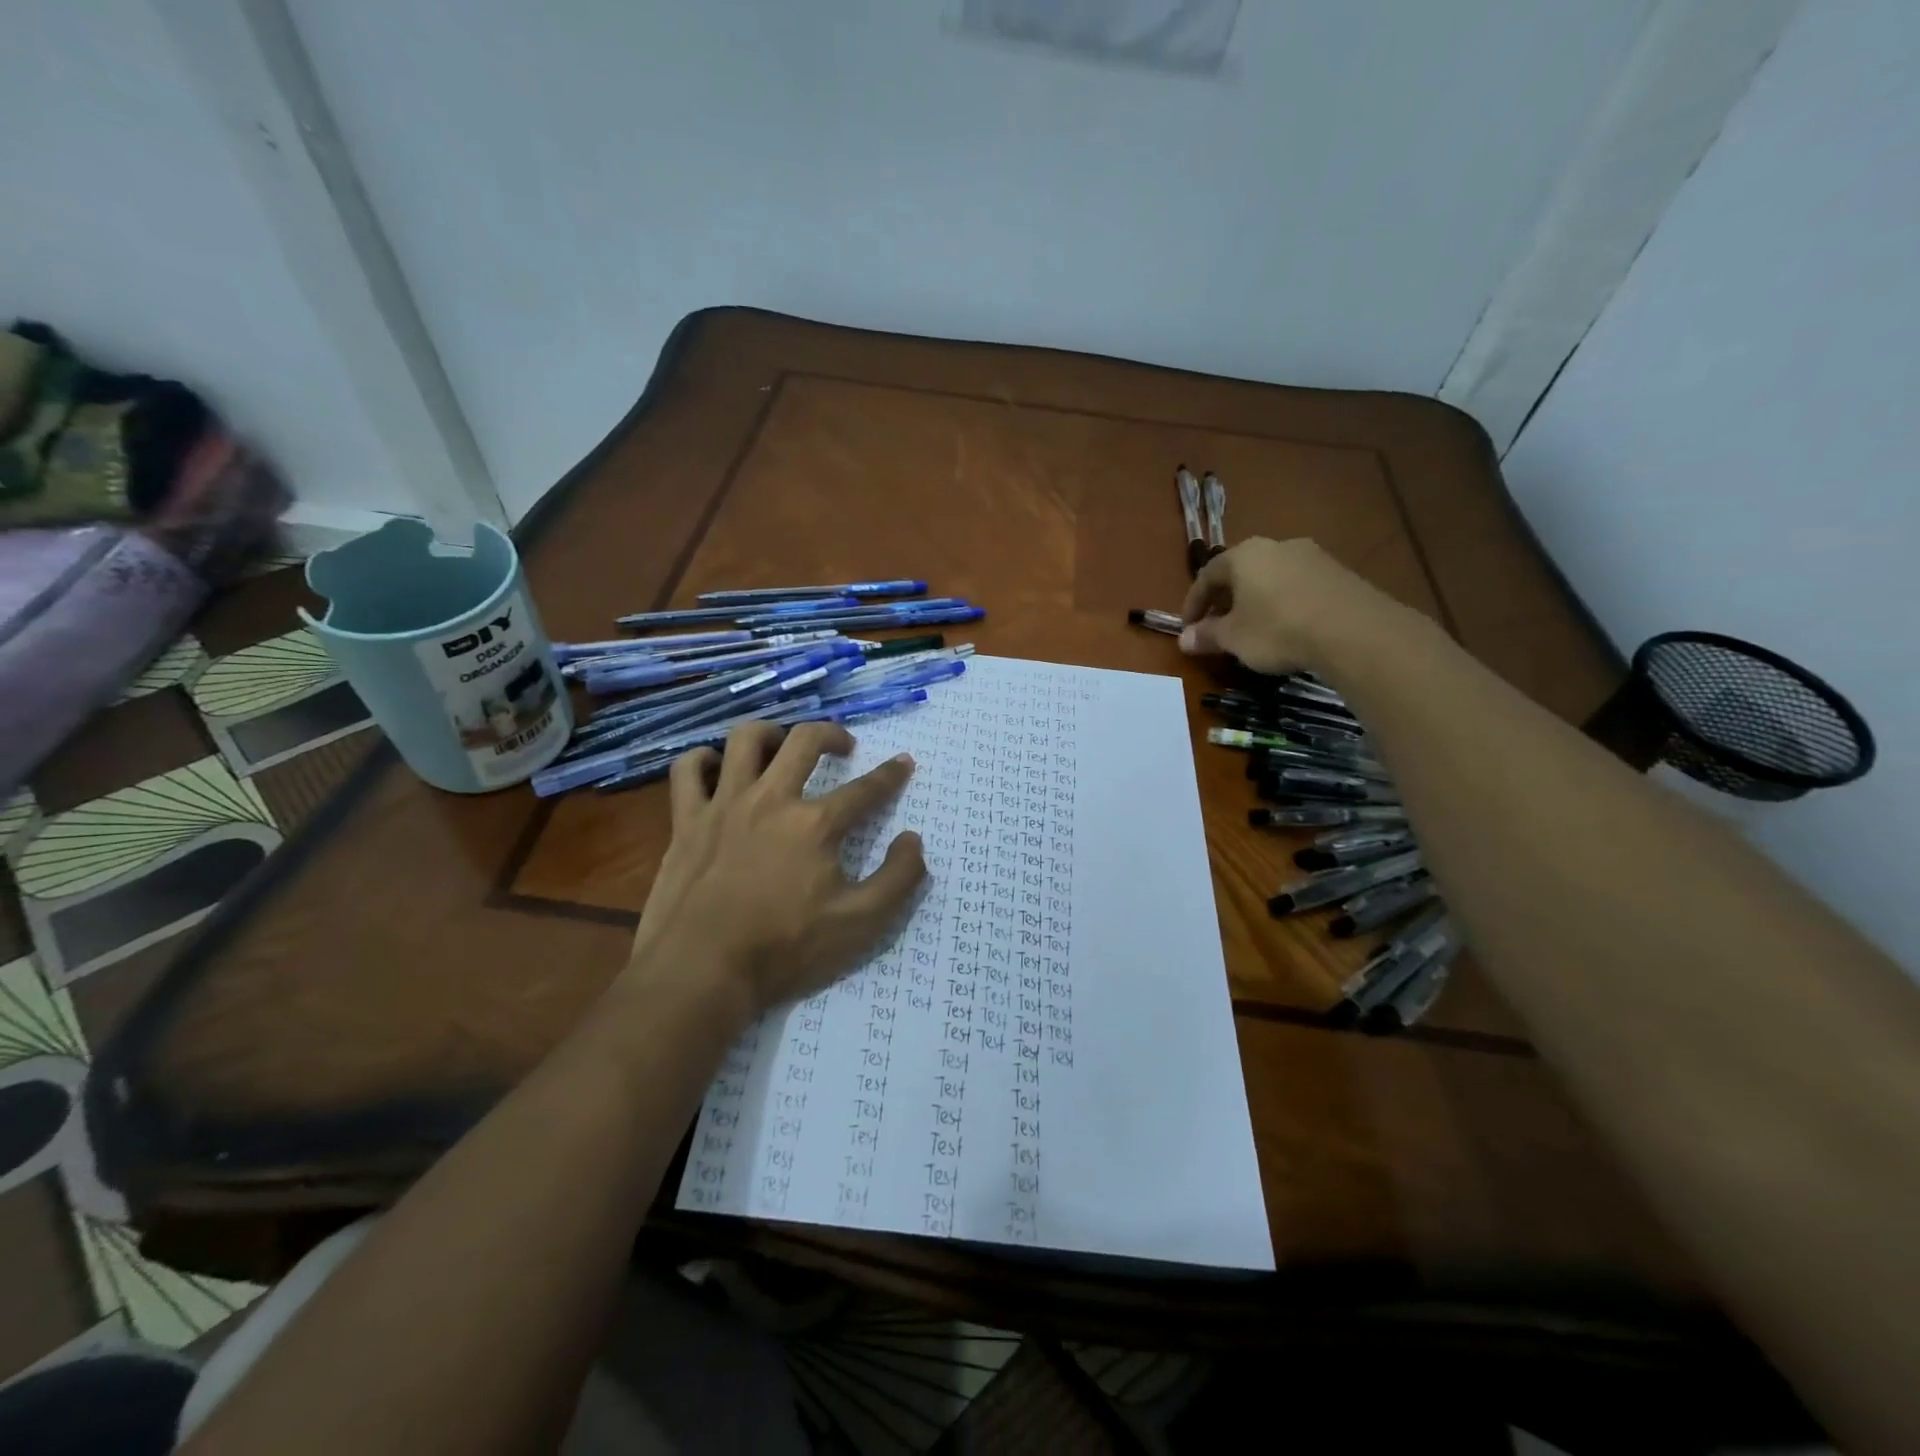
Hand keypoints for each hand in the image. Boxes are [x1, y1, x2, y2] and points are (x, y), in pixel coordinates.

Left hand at [626, 721, 925, 1023]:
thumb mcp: (860, 924)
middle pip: (804, 741)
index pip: (865, 789)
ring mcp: (724, 805)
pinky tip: (716, 767)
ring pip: (745, 740)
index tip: (903, 762)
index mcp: (815, 824)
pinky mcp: (687, 820)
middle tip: (844, 746)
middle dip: (832, 734)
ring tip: (782, 746)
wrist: (701, 972)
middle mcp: (771, 800)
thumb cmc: (784, 949)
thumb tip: (912, 840)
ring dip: (771, 733)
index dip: (891, 774)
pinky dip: (703, 760)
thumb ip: (898, 879)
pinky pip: (688, 770)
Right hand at [1179, 537, 1402, 675]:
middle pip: (1241, 572)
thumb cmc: (1277, 629)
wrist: (1352, 630)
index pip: (1207, 575)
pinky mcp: (1338, 572)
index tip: (1189, 628)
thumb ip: (1207, 635)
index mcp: (1243, 555)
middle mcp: (1276, 546)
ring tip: (1253, 629)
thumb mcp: (1233, 638)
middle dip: (1226, 600)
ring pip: (1271, 577)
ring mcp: (1311, 556)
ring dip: (1256, 601)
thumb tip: (1184, 640)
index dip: (1194, 603)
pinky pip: (1298, 586)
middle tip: (1219, 627)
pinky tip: (1287, 627)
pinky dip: (1284, 603)